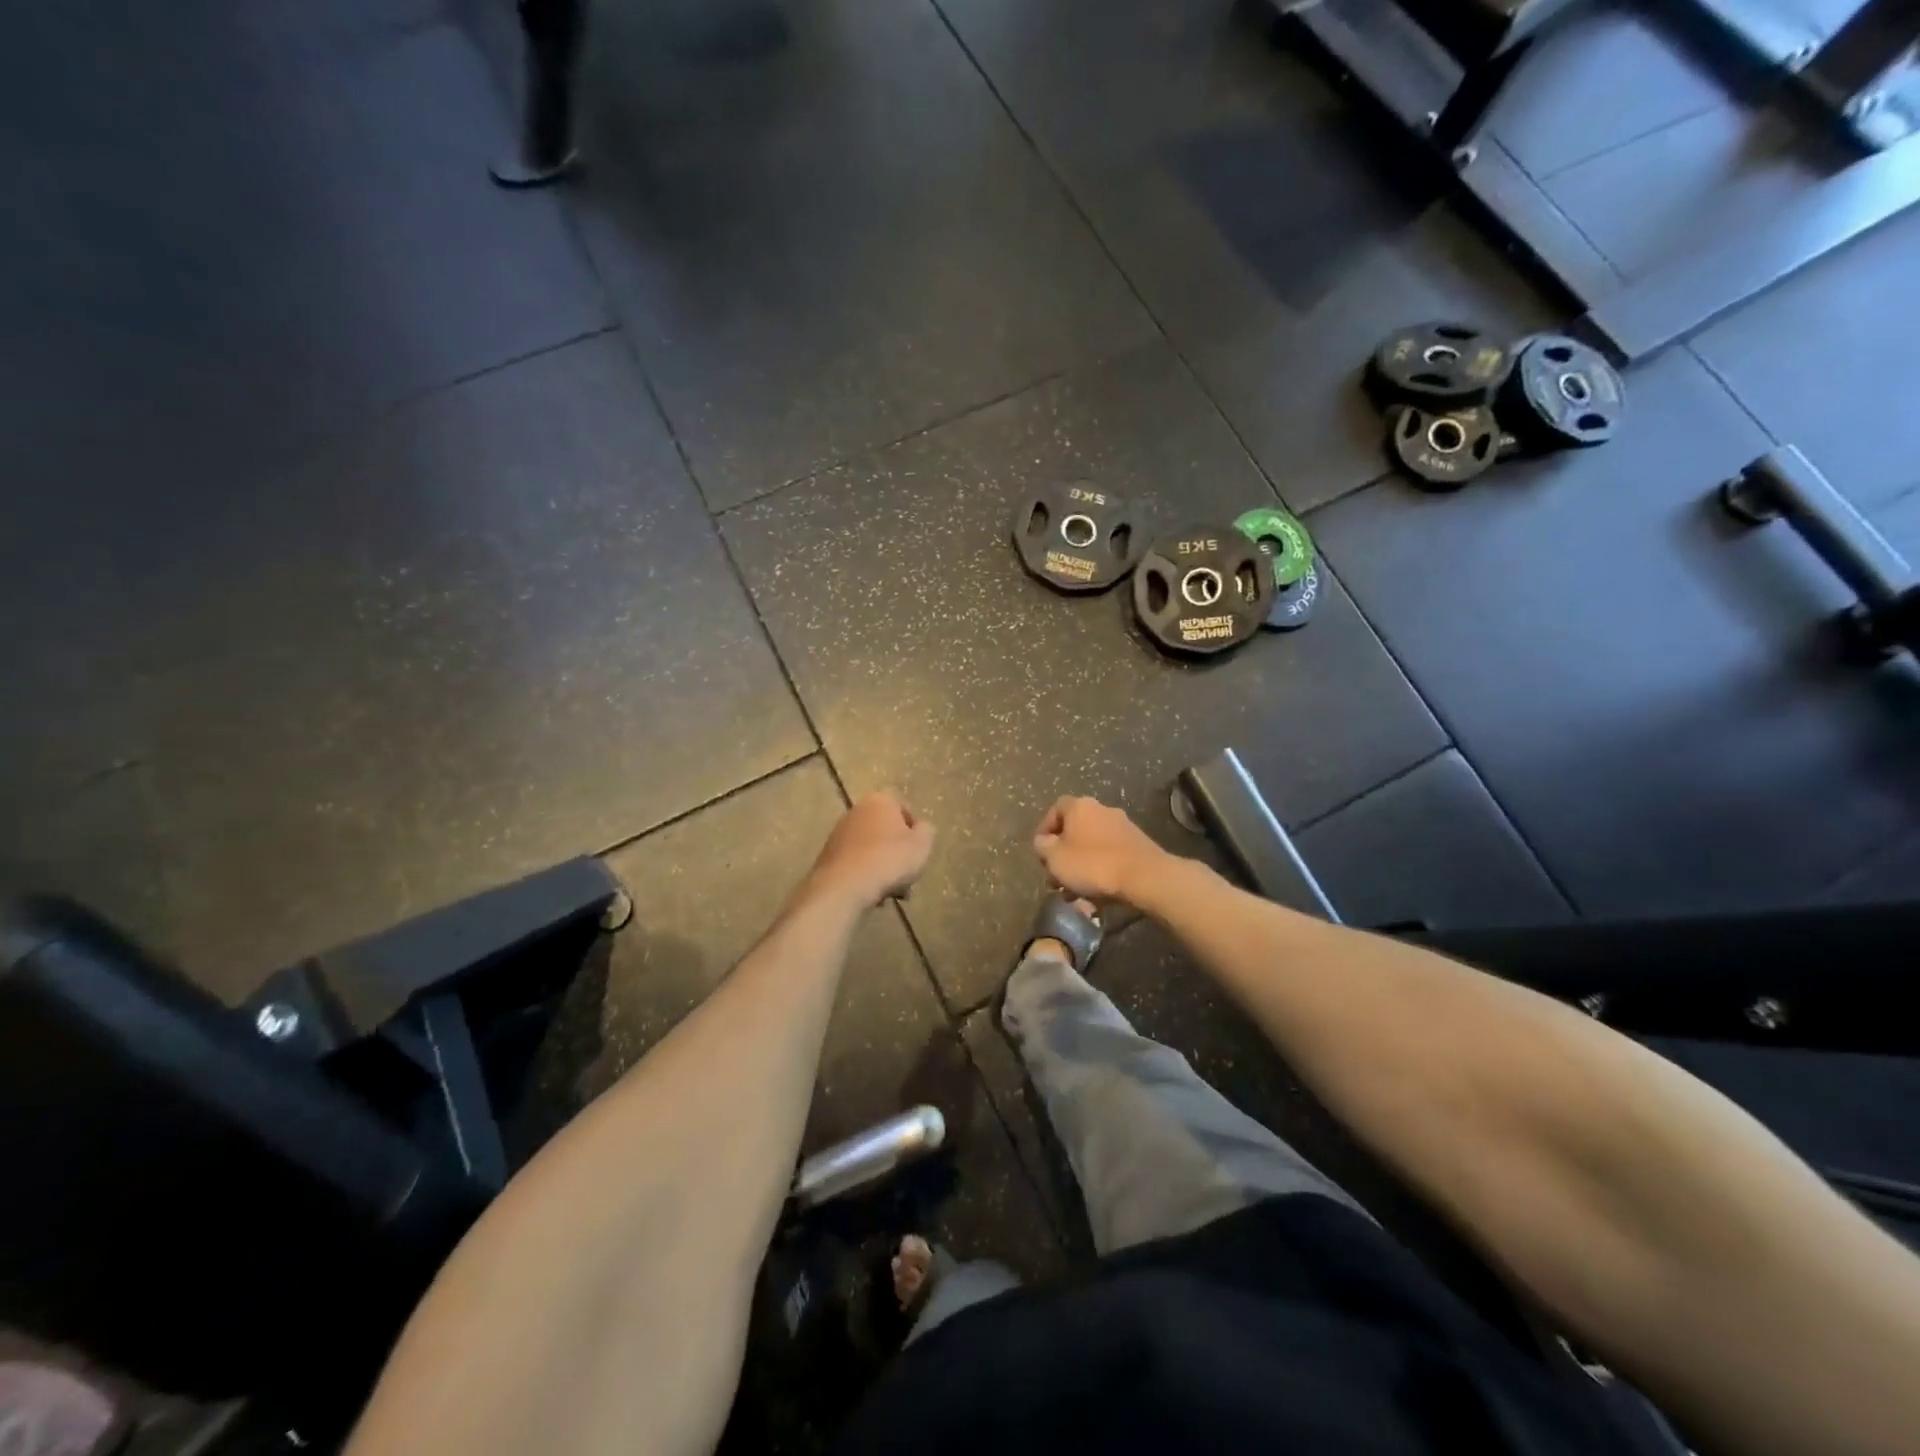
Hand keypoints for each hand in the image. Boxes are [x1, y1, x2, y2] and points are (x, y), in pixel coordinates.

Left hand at [806, 793, 934, 907]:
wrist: (845, 886)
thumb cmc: (890, 859)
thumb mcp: (922, 844)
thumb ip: (926, 831)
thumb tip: (919, 828)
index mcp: (880, 800)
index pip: (903, 808)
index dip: (915, 830)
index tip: (918, 851)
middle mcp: (856, 810)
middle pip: (886, 830)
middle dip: (898, 852)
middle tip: (908, 874)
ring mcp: (839, 833)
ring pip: (871, 848)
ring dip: (883, 866)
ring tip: (893, 891)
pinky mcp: (828, 855)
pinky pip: (856, 862)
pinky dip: (866, 874)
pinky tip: (874, 894)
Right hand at [1032, 796, 1167, 904]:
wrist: (1144, 876)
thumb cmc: (1092, 864)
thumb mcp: (1055, 858)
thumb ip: (1043, 846)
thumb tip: (1043, 841)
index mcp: (1080, 806)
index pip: (1055, 810)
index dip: (1045, 830)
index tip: (1041, 852)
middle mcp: (1102, 809)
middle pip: (1074, 829)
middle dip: (1063, 853)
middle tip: (1056, 876)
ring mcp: (1123, 826)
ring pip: (1092, 844)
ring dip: (1081, 864)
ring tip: (1075, 891)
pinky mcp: (1138, 844)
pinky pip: (1110, 854)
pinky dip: (1100, 869)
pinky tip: (1096, 890)